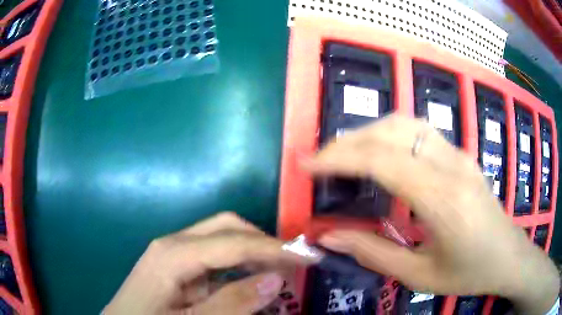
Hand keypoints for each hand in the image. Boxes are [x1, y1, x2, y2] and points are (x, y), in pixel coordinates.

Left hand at [103, 212, 306, 314]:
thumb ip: (231, 304)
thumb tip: (274, 279)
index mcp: (174, 254)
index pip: (234, 242)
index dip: (274, 249)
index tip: (309, 256)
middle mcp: (174, 243)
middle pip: (227, 227)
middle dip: (264, 242)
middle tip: (293, 263)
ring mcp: (174, 252)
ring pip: (222, 238)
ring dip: (253, 252)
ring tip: (278, 271)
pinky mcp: (176, 264)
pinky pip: (214, 255)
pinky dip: (238, 264)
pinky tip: (250, 279)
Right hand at [304, 115, 558, 314]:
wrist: (508, 256)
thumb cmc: (469, 272)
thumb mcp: (420, 275)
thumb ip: (374, 253)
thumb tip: (329, 237)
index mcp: (444, 199)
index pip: (383, 160)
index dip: (339, 158)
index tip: (306, 165)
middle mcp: (452, 165)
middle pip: (392, 131)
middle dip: (348, 141)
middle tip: (321, 161)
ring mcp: (459, 155)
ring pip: (406, 123)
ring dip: (369, 132)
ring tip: (345, 155)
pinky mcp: (461, 155)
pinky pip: (419, 131)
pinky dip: (389, 134)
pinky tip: (380, 154)